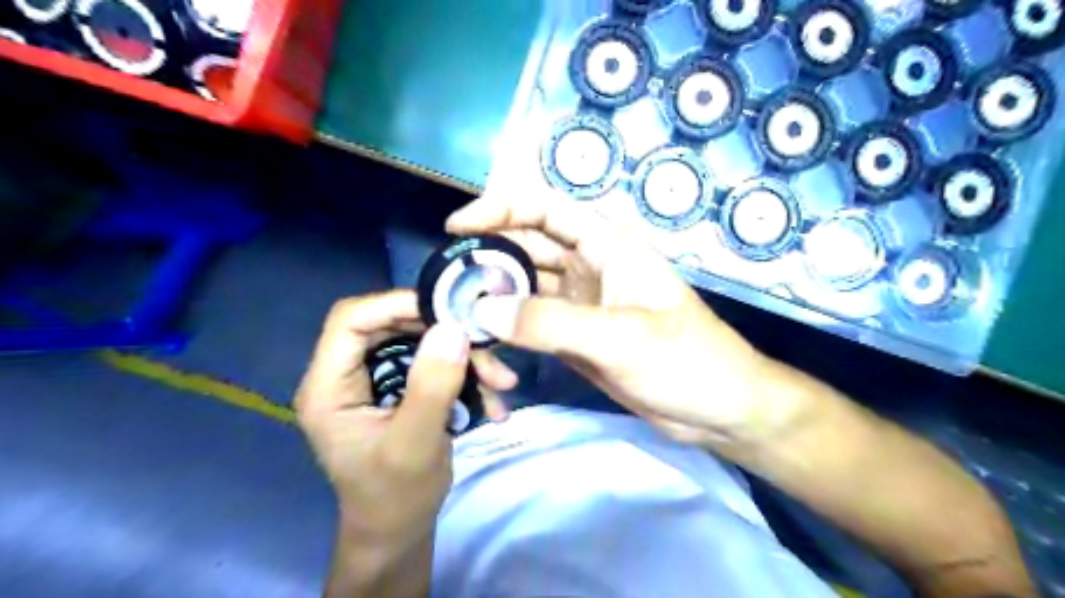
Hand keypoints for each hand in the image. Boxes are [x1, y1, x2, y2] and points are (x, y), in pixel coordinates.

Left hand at [295, 293, 468, 549]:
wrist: (400, 529)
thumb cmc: (396, 497)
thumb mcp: (415, 444)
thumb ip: (432, 386)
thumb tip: (453, 328)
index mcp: (329, 386)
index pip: (351, 320)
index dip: (396, 304)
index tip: (448, 309)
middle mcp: (348, 374)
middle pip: (393, 325)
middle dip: (444, 334)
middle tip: (485, 345)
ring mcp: (377, 379)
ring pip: (422, 341)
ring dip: (465, 358)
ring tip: (501, 382)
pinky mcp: (401, 387)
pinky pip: (435, 363)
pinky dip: (467, 375)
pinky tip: (493, 400)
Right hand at [446, 192, 794, 447]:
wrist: (716, 409)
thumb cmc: (685, 360)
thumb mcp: (620, 337)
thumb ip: (551, 323)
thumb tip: (483, 311)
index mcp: (607, 245)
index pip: (544, 209)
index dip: (499, 209)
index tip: (456, 228)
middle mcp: (589, 266)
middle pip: (526, 248)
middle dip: (487, 260)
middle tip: (446, 284)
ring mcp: (579, 303)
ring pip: (524, 289)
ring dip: (494, 300)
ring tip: (459, 319)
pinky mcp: (575, 336)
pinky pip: (532, 324)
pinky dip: (509, 331)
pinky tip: (489, 347)